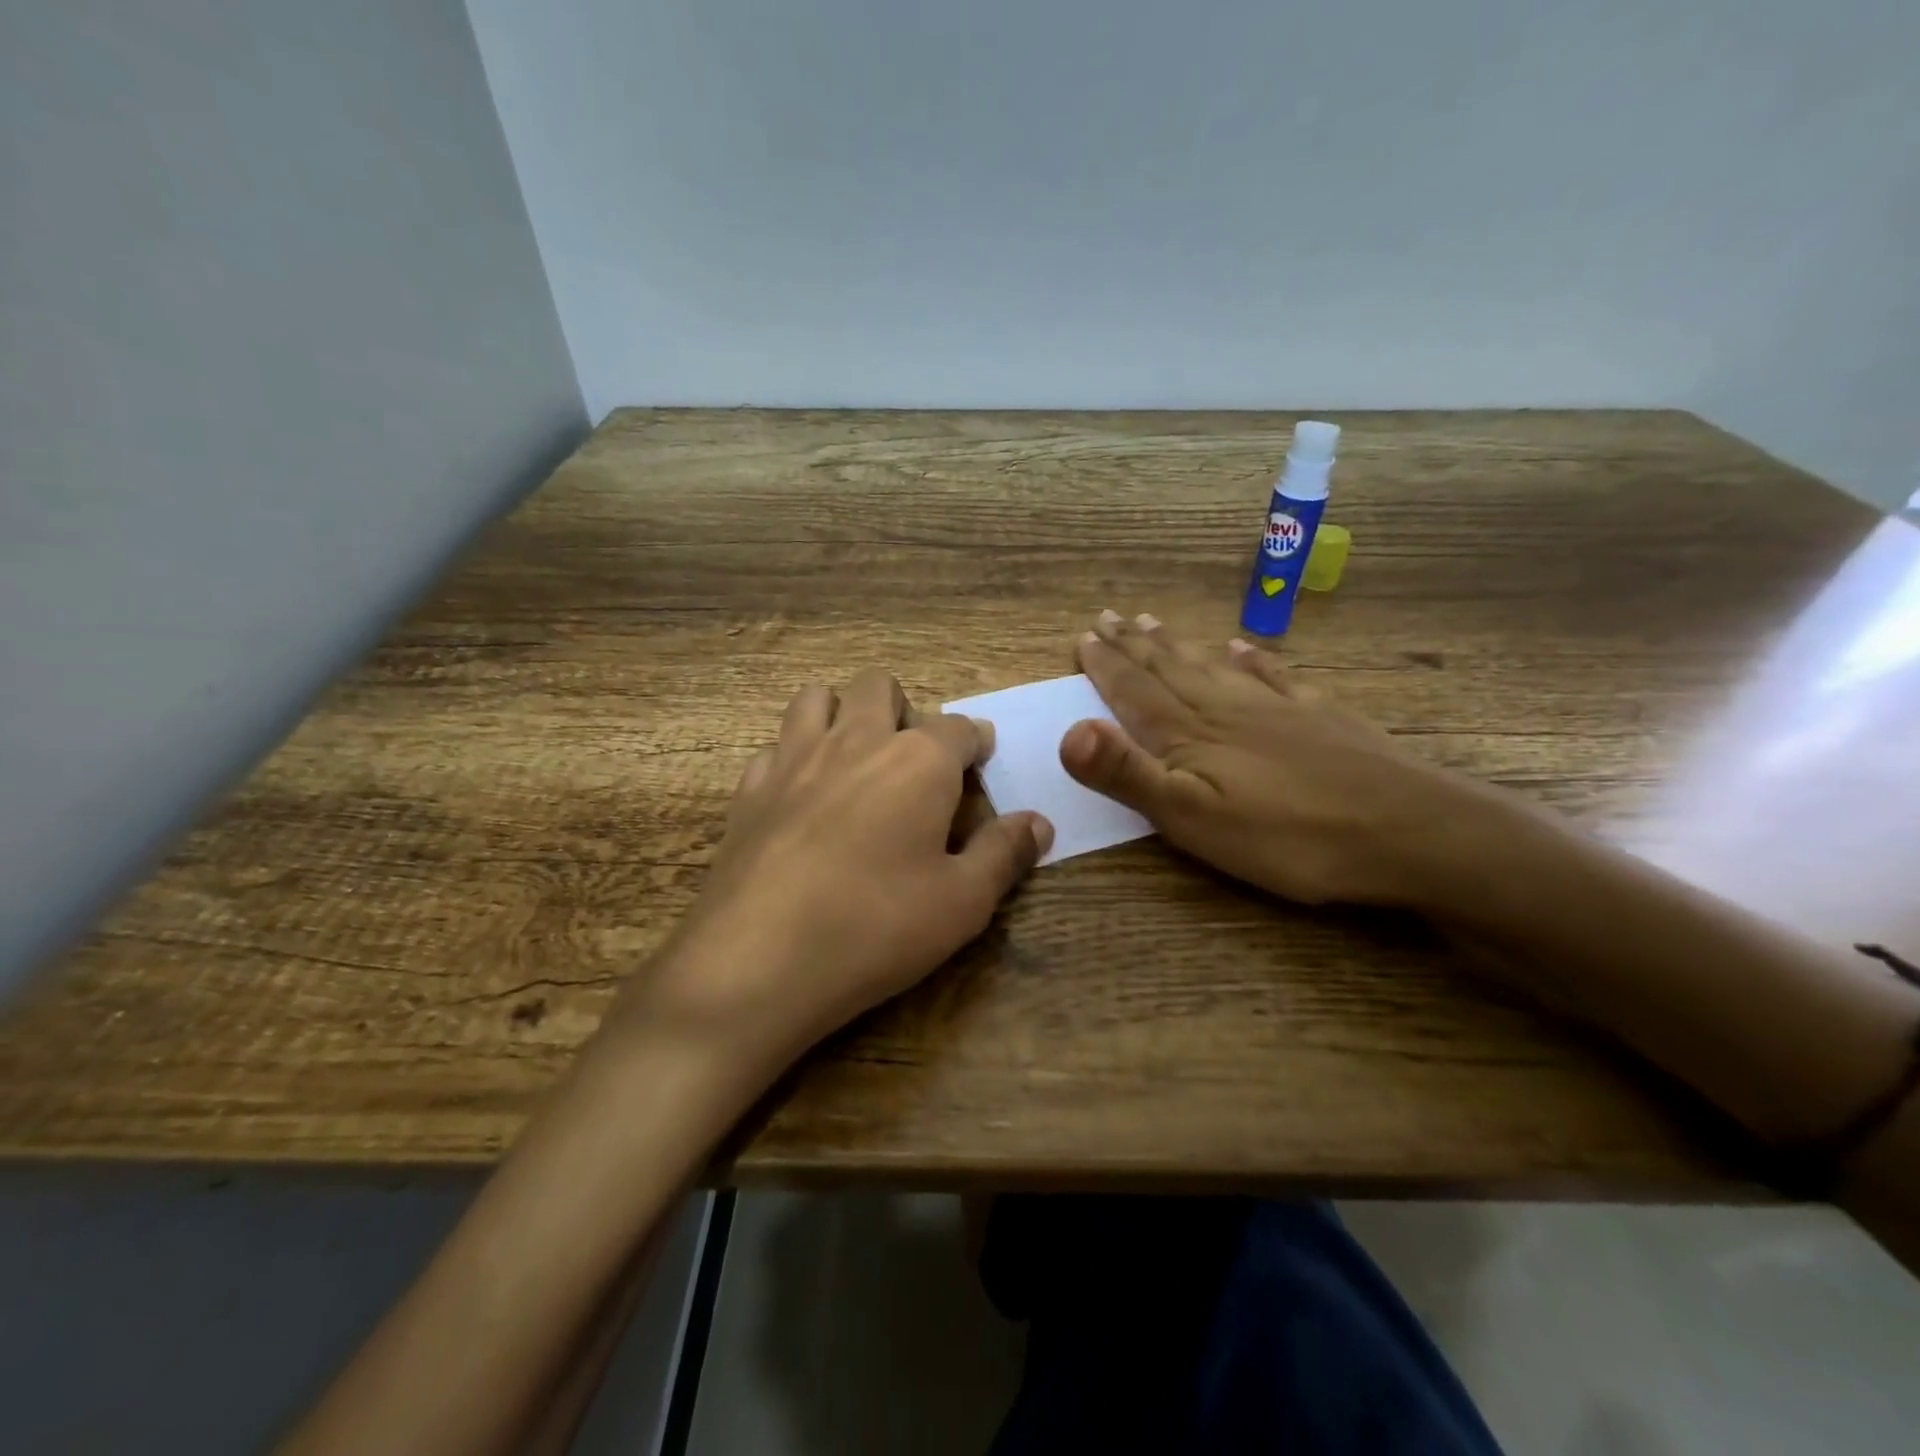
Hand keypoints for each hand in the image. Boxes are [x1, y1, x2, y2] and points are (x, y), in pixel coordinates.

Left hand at [621, 668, 1052, 1072]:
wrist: (757, 961)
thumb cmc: (876, 927)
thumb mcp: (963, 902)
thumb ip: (1004, 853)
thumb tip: (1038, 822)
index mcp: (918, 761)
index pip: (959, 727)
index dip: (975, 744)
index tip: (980, 764)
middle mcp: (856, 740)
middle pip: (880, 687)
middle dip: (904, 711)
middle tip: (913, 765)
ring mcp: (794, 758)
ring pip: (817, 698)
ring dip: (842, 714)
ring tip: (855, 762)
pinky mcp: (749, 788)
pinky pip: (776, 746)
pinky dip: (795, 756)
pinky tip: (802, 799)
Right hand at [1060, 611, 1493, 907]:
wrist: (1408, 832)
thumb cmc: (1287, 837)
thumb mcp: (1192, 818)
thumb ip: (1128, 774)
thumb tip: (1068, 731)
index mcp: (1191, 735)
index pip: (1135, 691)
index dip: (1106, 666)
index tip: (1084, 636)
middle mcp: (1226, 709)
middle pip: (1170, 669)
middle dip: (1134, 645)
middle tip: (1110, 616)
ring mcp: (1277, 709)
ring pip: (1213, 666)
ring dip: (1179, 646)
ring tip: (1155, 623)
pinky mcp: (1320, 719)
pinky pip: (1274, 677)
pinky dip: (1251, 659)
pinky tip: (1241, 647)